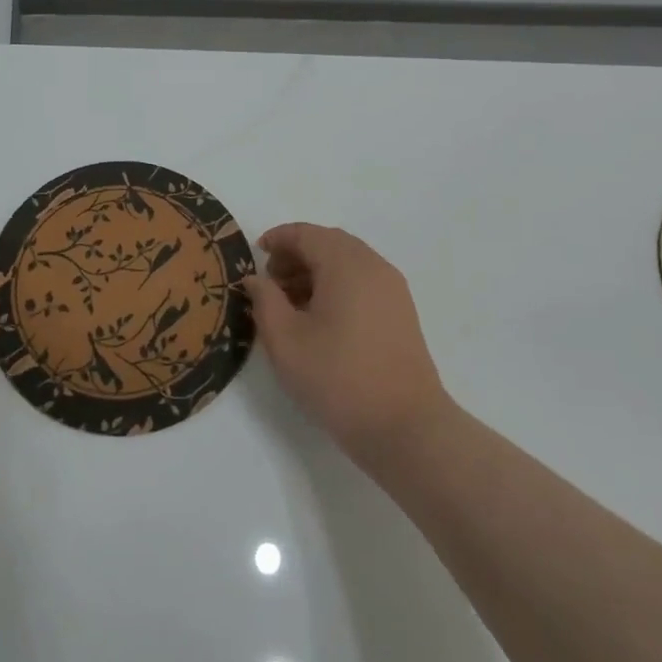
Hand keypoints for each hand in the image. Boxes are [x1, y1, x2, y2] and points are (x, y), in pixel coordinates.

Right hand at [243, 223, 451, 466]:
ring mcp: (392, 289)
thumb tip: (257, 279)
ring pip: (348, 262)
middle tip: (270, 281)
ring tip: (290, 302)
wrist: (405, 427)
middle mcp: (373, 266)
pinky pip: (363, 281)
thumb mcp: (285, 341)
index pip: (306, 234)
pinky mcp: (401, 312)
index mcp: (346, 264)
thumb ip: (265, 301)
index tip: (256, 255)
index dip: (278, 239)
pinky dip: (337, 285)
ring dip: (316, 270)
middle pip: (329, 243)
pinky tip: (319, 318)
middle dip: (297, 254)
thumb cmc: (338, 378)